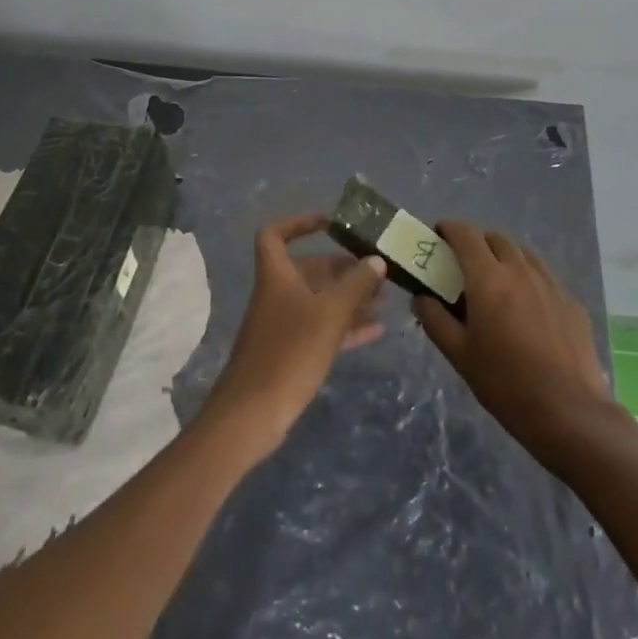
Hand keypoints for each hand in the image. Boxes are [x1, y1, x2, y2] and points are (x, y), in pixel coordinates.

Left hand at [199, 212, 386, 458]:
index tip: (331, 224)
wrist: (252, 415)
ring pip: (319, 300)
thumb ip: (356, 285)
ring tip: (385, 297)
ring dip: (349, 296)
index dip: (299, 223)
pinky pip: (322, 328)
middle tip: (376, 269)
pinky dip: (346, 325)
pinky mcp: (291, 352)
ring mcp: (283, 325)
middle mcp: (278, 294)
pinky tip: (377, 329)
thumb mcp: (330, 314)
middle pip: (309, 269)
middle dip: (342, 267)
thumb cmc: (289, 352)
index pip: (275, 234)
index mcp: (276, 275)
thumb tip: (376, 260)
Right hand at [413, 220, 612, 462]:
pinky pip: (544, 276)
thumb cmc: (505, 383)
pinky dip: (528, 279)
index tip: (438, 237)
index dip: (449, 229)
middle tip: (464, 266)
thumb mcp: (459, 355)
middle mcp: (520, 269)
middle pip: (494, 238)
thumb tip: (421, 297)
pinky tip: (527, 308)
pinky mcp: (571, 301)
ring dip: (504, 257)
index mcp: (488, 277)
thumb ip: (435, 320)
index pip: (465, 234)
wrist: (569, 412)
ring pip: (522, 253)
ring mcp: (550, 283)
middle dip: (476, 243)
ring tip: (496, 283)